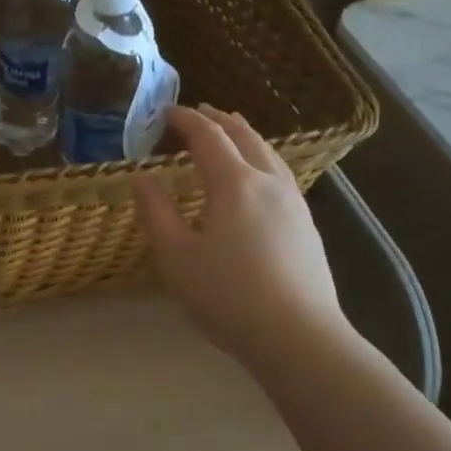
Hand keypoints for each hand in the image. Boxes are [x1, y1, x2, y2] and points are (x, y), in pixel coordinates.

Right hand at [134, 105, 354, 368]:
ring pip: (269, 153)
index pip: (208, 136)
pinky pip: (281, 174)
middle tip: (198, 114)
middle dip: (218, 120)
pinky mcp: (307, 226)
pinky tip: (257, 179)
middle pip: (245, 136)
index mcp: (234, 183)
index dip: (185, 120)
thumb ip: (155, 212)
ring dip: (244, 136)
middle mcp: (268, 182)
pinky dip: (261, 159)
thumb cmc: (227, 295)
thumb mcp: (175, 256)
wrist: (298, 336)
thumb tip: (144, 178)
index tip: (165, 113)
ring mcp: (294, 203)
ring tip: (230, 134)